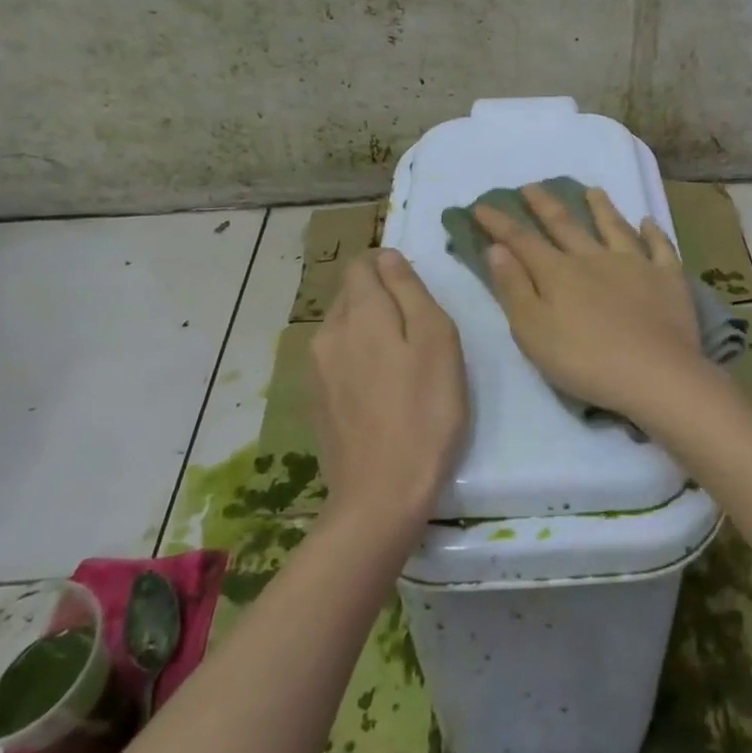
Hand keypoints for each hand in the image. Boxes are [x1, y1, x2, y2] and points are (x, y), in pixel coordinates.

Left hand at [309, 250, 468, 526]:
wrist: (381, 495)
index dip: (388, 266)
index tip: (415, 291)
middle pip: (350, 293)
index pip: (362, 264)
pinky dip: (357, 358)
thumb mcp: (437, 341)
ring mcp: (315, 369)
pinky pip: (335, 358)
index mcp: (360, 313)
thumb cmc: (425, 412)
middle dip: (379, 297)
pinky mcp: (314, 400)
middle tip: (417, 329)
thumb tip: (388, 257)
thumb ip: (410, 291)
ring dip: (368, 328)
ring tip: (401, 361)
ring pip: (342, 326)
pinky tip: (380, 389)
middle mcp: (328, 332)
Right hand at [474, 183, 704, 423]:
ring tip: (592, 190)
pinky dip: (653, 233)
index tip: (482, 205)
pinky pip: (660, 248)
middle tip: (531, 186)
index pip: (522, 240)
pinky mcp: (667, 279)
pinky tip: (649, 222)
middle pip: (566, 225)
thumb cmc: (585, 360)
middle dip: (545, 205)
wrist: (655, 374)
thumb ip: (514, 288)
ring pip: (614, 228)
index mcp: (558, 273)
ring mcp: (635, 264)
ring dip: (601, 208)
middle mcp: (594, 258)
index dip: (500, 223)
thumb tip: (497, 249)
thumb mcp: (533, 331)